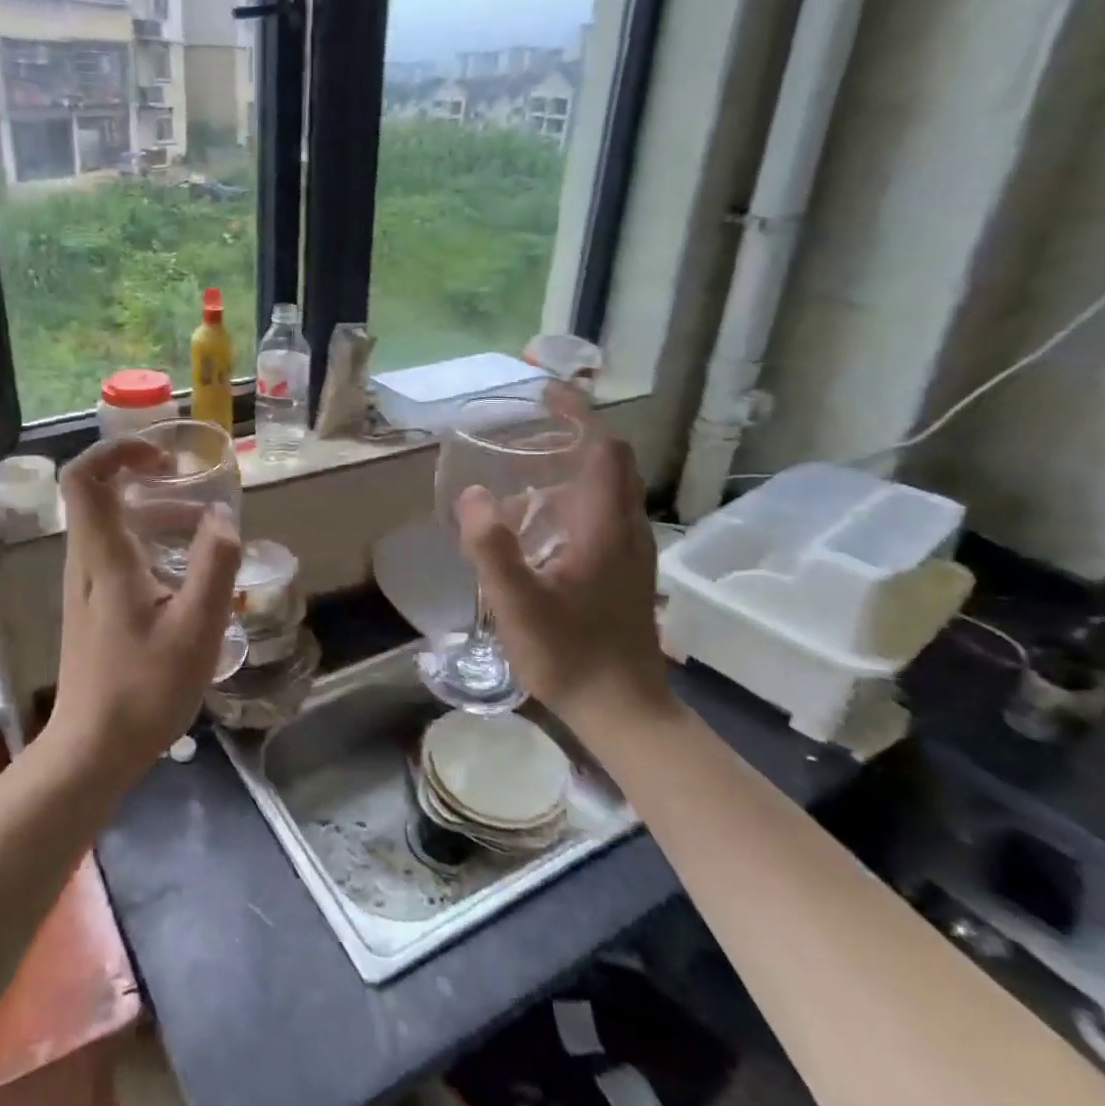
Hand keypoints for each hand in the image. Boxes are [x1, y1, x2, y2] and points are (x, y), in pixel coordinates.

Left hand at [46, 438, 242, 788]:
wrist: (92, 750)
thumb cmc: (144, 689)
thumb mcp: (196, 628)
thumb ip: (214, 565)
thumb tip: (221, 516)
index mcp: (104, 557)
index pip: (85, 477)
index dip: (117, 451)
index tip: (163, 459)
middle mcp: (85, 562)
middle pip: (103, 496)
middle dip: (152, 486)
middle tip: (198, 503)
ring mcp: (85, 586)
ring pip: (113, 526)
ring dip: (156, 518)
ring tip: (202, 539)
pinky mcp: (93, 607)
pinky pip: (117, 553)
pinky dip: (150, 545)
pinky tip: (185, 579)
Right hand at [455, 417, 673, 727]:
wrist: (625, 711)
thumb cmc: (571, 656)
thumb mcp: (519, 605)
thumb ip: (492, 548)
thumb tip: (472, 494)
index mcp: (604, 527)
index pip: (602, 450)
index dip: (577, 415)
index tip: (547, 393)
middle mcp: (626, 530)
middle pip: (611, 463)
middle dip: (576, 434)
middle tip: (531, 428)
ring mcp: (631, 553)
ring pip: (610, 489)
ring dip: (576, 466)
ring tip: (528, 469)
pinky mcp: (626, 572)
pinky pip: (605, 514)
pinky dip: (577, 496)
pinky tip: (542, 524)